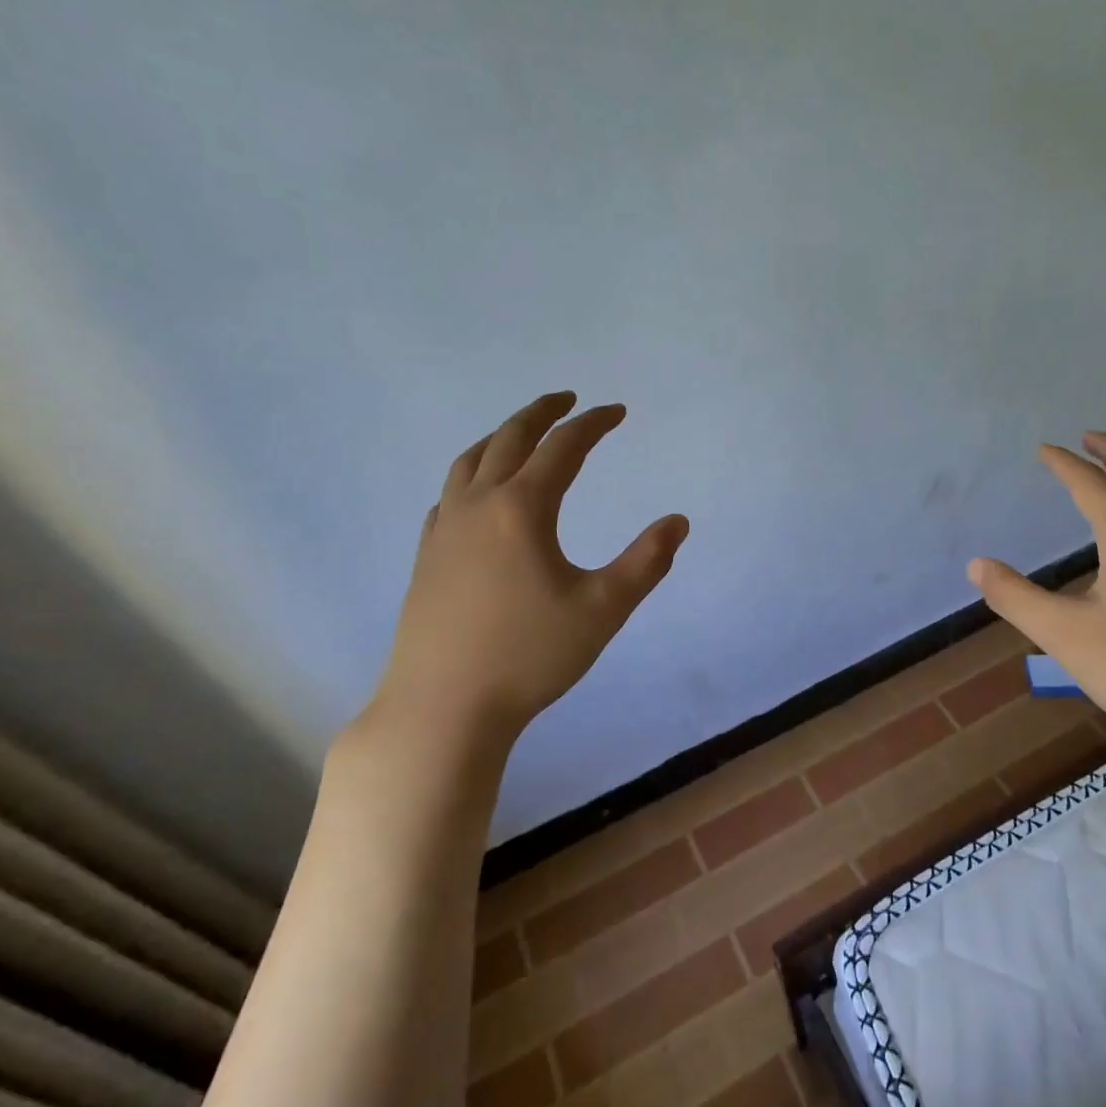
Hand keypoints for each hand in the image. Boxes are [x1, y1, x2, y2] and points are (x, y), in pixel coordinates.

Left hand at [366, 391, 688, 753]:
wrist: (442, 707)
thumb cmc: (529, 656)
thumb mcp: (602, 610)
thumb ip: (646, 562)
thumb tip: (678, 522)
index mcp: (521, 509)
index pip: (563, 447)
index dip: (593, 424)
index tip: (617, 411)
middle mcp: (478, 505)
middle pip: (510, 439)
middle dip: (543, 412)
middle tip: (568, 399)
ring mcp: (445, 528)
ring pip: (471, 460)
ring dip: (502, 436)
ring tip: (523, 432)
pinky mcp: (427, 555)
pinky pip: (450, 493)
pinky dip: (472, 473)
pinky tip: (479, 492)